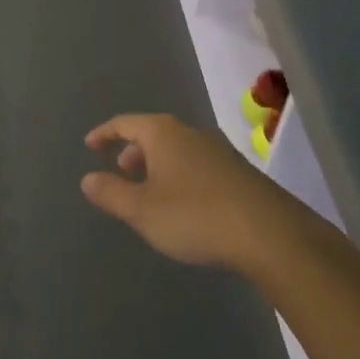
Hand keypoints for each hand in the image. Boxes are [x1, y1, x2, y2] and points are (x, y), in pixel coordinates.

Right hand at [81, 113, 305, 271]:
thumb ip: (111, 193)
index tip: (90, 145)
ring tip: (150, 190)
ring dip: (158, 164)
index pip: (126, 123)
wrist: (272, 235)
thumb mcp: (142, 210)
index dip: (105, 133)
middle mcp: (192, 133)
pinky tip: (185, 203)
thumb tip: (87, 178)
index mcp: (164, 133)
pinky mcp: (240, 172)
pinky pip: (198, 164)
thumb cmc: (196, 216)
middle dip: (134, 150)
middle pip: (154, 133)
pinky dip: (181, 175)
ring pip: (178, 149)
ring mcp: (220, 151)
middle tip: (121, 171)